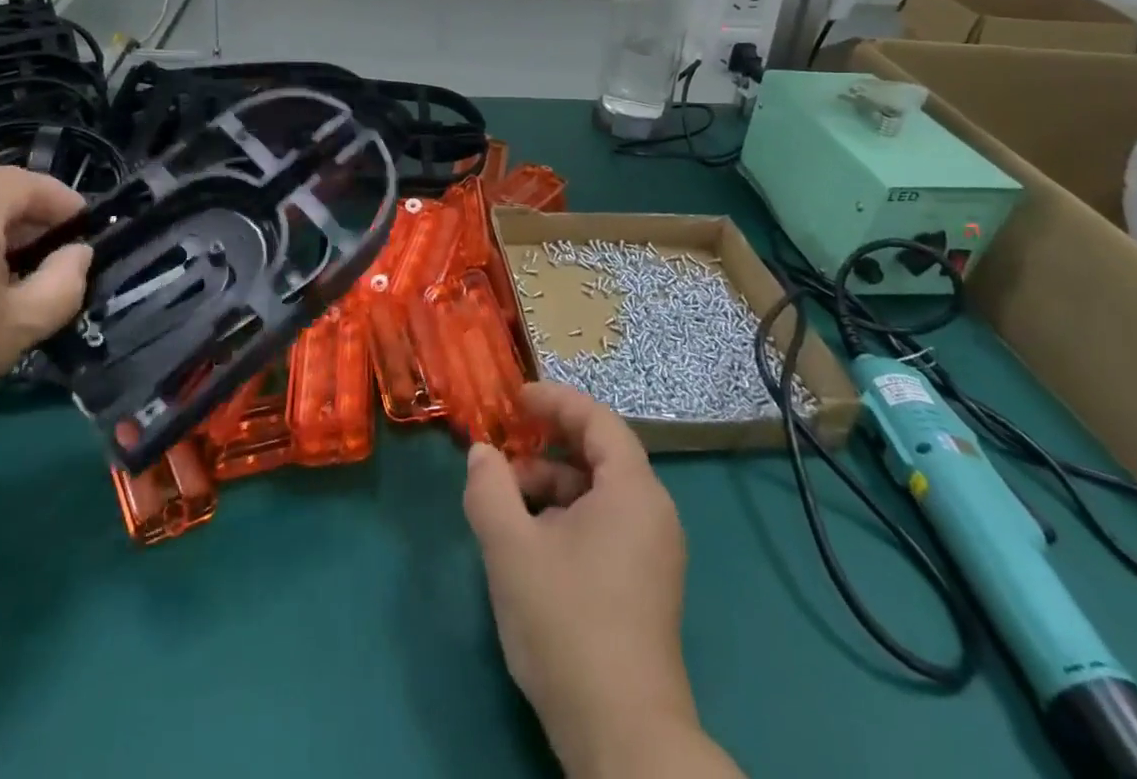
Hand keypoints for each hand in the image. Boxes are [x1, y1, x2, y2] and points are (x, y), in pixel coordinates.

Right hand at [463, 383, 713, 778]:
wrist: (623, 737)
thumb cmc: (567, 623)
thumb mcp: (511, 548)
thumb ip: (489, 488)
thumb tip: (482, 453)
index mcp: (633, 490)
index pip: (596, 419)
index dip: (554, 401)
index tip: (515, 399)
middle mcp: (652, 512)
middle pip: (598, 454)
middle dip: (545, 448)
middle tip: (502, 456)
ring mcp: (653, 552)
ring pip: (598, 494)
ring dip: (551, 487)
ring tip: (506, 508)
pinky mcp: (645, 585)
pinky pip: (605, 525)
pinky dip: (567, 517)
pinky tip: (531, 544)